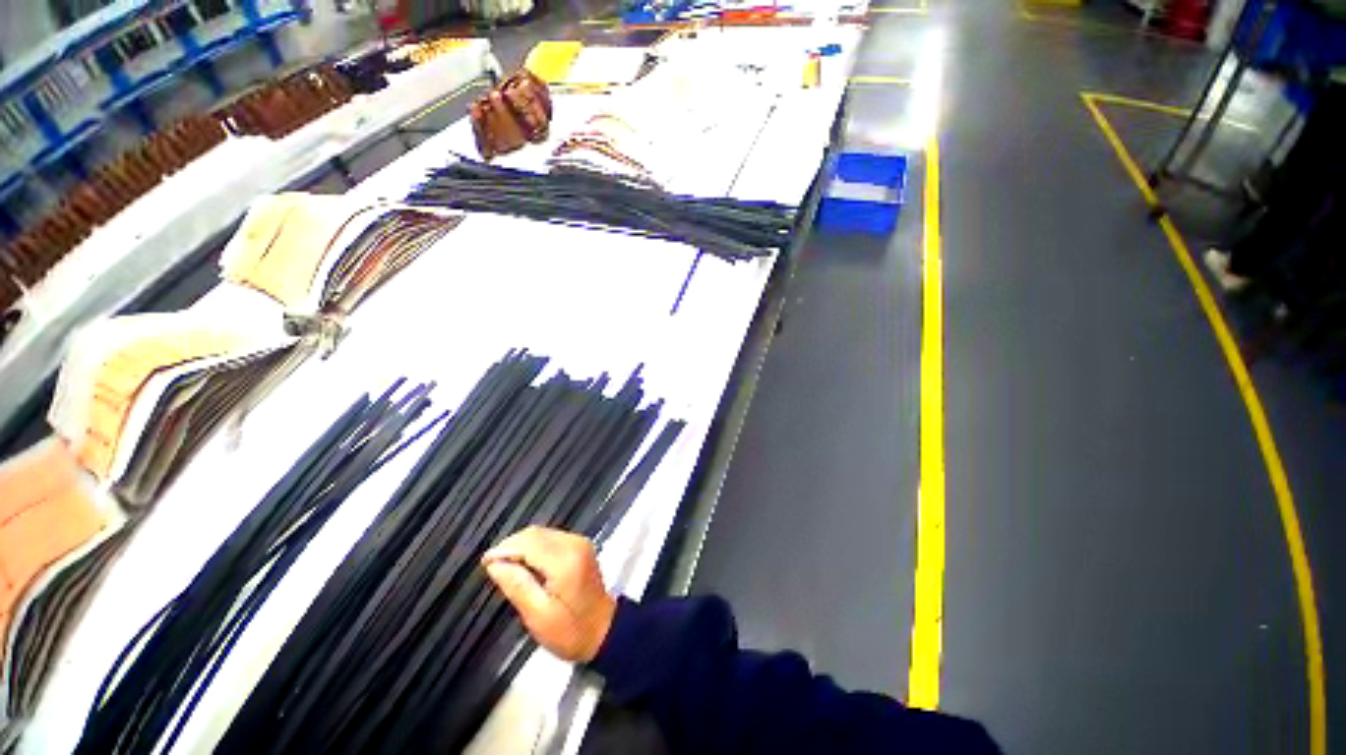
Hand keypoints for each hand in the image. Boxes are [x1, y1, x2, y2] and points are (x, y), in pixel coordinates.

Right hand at [482, 526, 616, 662]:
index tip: (485, 562)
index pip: (529, 542)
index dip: (504, 548)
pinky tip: (525, 565)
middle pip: (536, 533)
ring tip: (506, 567)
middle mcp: (574, 544)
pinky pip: (551, 538)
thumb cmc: (570, 631)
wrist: (603, 631)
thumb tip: (495, 564)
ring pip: (542, 533)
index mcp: (565, 560)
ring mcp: (579, 543)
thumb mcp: (538, 615)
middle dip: (512, 546)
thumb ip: (516, 585)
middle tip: (493, 566)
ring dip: (522, 546)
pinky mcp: (580, 546)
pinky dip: (535, 547)